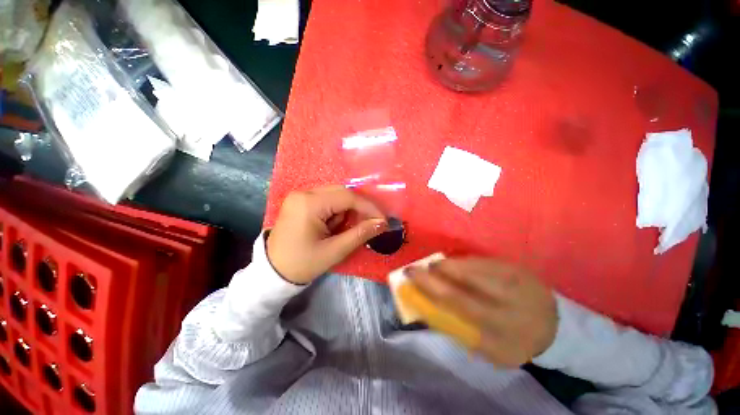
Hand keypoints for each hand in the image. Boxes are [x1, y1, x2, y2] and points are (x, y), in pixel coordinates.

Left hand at [267, 186, 387, 284]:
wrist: (272, 272)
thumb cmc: (302, 264)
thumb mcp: (334, 251)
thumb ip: (360, 234)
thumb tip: (382, 223)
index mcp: (309, 204)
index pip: (347, 197)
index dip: (368, 207)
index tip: (382, 219)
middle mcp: (304, 193)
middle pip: (342, 192)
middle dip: (358, 208)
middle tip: (369, 223)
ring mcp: (300, 195)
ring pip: (335, 195)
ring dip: (346, 210)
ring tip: (344, 230)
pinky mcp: (300, 201)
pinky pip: (327, 200)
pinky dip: (336, 211)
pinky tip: (334, 226)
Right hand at [405, 258, 557, 367]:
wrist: (554, 327)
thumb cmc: (513, 342)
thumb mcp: (488, 349)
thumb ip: (458, 327)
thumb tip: (427, 303)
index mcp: (503, 330)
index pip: (457, 302)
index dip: (430, 287)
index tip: (411, 276)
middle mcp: (511, 302)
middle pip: (465, 279)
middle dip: (437, 271)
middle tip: (419, 268)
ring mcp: (516, 280)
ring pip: (473, 266)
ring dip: (449, 264)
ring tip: (436, 266)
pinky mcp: (517, 267)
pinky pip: (483, 261)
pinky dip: (464, 262)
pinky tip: (456, 265)